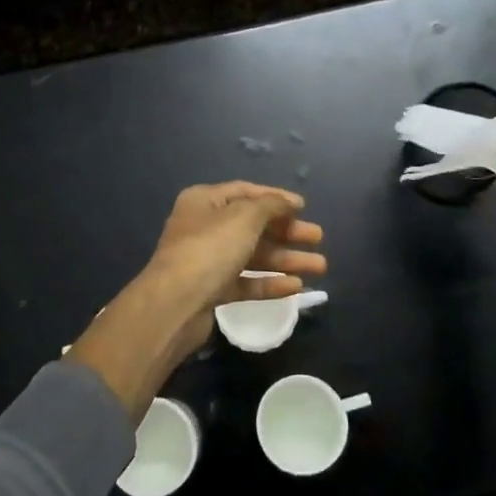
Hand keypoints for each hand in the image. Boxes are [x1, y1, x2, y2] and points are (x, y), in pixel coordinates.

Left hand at [141, 181, 326, 317]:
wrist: (175, 304)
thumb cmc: (210, 248)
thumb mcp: (245, 217)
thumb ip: (271, 205)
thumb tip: (289, 202)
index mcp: (205, 201)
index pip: (246, 192)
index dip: (276, 198)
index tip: (304, 207)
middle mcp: (204, 227)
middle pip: (253, 225)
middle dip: (287, 232)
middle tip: (318, 237)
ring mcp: (207, 261)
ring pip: (253, 256)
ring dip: (286, 259)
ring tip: (320, 266)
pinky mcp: (212, 291)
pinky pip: (246, 282)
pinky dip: (269, 283)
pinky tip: (296, 287)